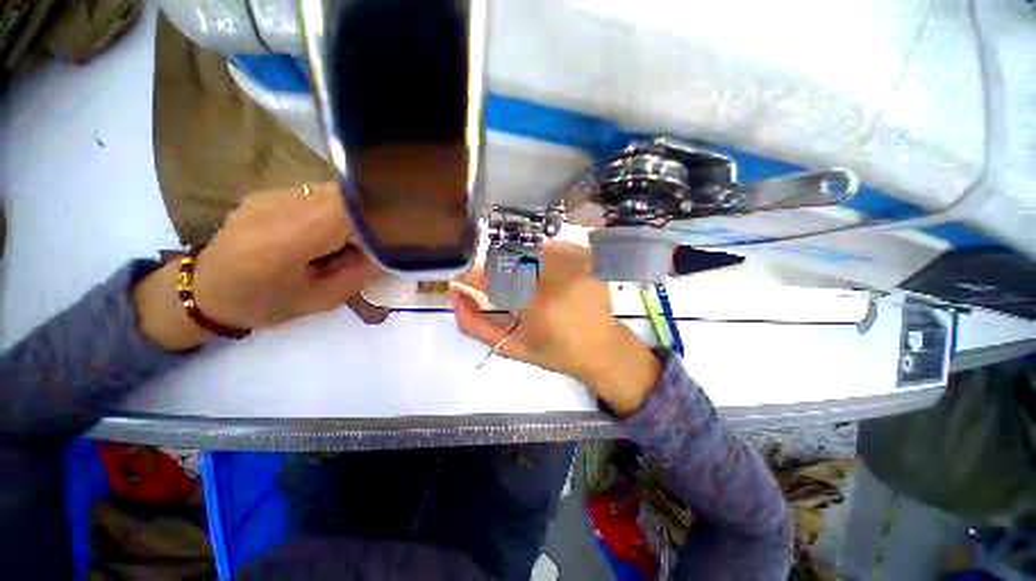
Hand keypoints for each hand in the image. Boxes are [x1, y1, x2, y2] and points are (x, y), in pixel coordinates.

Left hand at [134, 183, 380, 350]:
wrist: (203, 290)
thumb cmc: (264, 303)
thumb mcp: (320, 300)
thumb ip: (358, 275)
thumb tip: (387, 254)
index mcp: (291, 237)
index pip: (351, 210)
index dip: (376, 223)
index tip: (387, 243)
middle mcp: (281, 205)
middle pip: (346, 196)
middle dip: (366, 218)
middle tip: (365, 246)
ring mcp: (273, 193)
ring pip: (334, 192)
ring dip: (350, 213)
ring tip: (343, 240)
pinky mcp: (269, 192)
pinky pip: (316, 193)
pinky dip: (332, 209)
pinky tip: (321, 231)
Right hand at [451, 241, 660, 414]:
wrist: (602, 348)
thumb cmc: (555, 352)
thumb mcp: (511, 347)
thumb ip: (476, 325)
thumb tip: (455, 297)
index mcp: (536, 304)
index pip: (492, 276)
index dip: (473, 275)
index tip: (465, 279)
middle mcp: (556, 276)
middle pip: (509, 258)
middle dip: (496, 271)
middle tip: (499, 288)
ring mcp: (574, 262)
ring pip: (528, 250)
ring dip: (518, 264)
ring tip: (526, 285)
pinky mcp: (586, 257)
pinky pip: (550, 247)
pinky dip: (540, 257)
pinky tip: (546, 276)